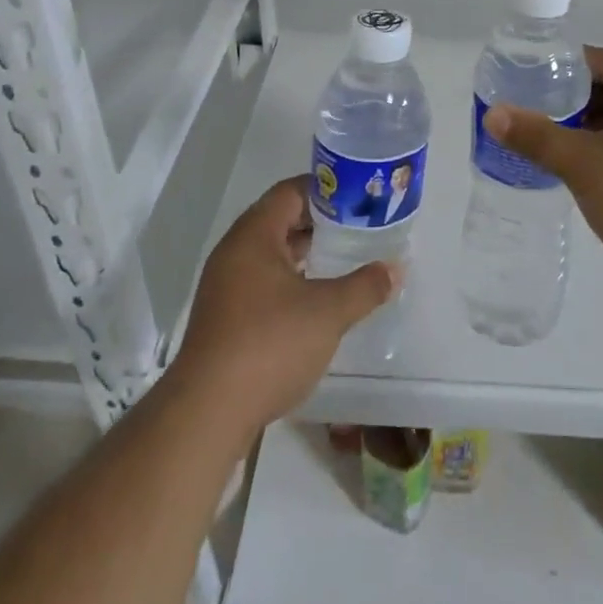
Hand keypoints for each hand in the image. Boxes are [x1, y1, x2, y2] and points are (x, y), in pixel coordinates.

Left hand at [174, 176, 399, 431]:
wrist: (207, 413)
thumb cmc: (269, 344)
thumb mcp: (328, 312)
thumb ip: (365, 286)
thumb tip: (395, 269)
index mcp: (253, 236)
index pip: (291, 192)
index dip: (326, 190)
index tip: (359, 197)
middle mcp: (234, 253)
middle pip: (280, 220)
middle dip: (320, 223)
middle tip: (358, 227)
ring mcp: (225, 287)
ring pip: (271, 254)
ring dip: (305, 254)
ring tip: (344, 259)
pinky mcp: (225, 319)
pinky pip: (263, 282)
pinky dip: (291, 281)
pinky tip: (317, 299)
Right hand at [482, 46, 602, 288]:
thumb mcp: (584, 165)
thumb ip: (537, 136)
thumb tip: (493, 114)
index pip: (599, 60)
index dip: (560, 68)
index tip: (525, 82)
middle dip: (570, 103)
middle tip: (529, 116)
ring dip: (588, 131)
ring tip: (547, 145)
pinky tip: (582, 174)